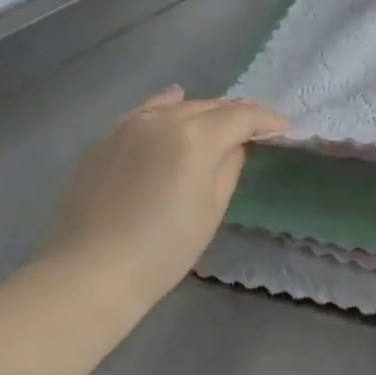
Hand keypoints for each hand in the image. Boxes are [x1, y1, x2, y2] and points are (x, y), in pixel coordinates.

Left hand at [42, 87, 286, 309]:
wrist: (91, 272)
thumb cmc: (164, 249)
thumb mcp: (211, 209)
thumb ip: (229, 166)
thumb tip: (234, 144)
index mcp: (196, 137)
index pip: (241, 117)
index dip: (266, 120)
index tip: (284, 127)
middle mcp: (163, 120)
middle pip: (210, 106)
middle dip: (237, 114)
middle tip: (256, 126)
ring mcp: (129, 125)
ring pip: (177, 105)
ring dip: (203, 110)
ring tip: (219, 120)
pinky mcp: (105, 139)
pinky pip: (145, 112)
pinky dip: (166, 107)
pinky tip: (173, 103)